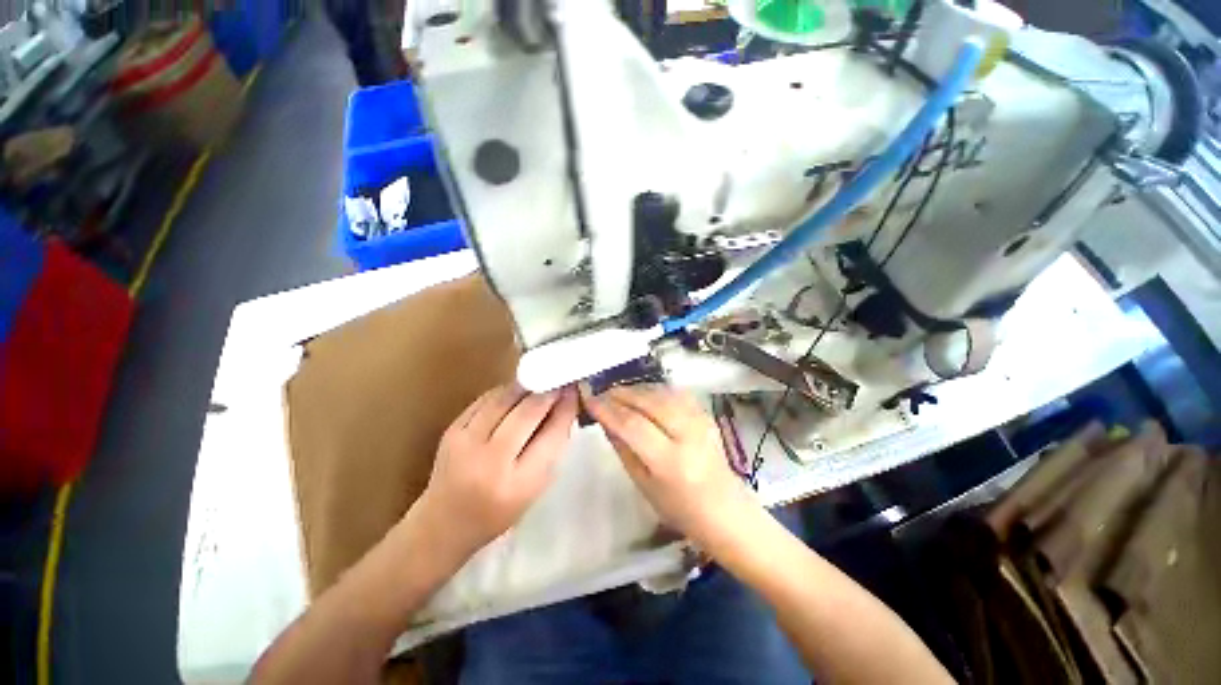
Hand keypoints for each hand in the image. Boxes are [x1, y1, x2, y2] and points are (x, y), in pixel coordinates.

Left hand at [418, 384, 578, 557]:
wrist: (445, 522)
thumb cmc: (499, 511)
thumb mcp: (535, 488)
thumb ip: (552, 447)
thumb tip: (565, 406)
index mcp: (518, 484)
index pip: (551, 435)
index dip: (565, 409)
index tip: (574, 392)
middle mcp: (490, 461)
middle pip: (527, 412)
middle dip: (549, 392)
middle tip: (561, 380)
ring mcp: (465, 442)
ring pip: (505, 398)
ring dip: (528, 386)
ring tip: (542, 381)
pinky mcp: (451, 429)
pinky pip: (486, 399)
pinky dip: (506, 391)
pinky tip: (518, 392)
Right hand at [582, 385, 752, 546]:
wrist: (726, 510)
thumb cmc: (680, 509)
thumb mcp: (643, 485)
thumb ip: (623, 449)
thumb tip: (605, 420)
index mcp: (671, 462)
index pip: (633, 425)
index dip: (608, 409)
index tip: (589, 399)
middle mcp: (688, 435)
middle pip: (649, 402)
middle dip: (621, 393)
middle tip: (602, 393)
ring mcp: (701, 421)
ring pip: (662, 392)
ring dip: (637, 389)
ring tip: (619, 393)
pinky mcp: (706, 414)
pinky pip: (676, 393)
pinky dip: (656, 389)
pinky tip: (644, 394)